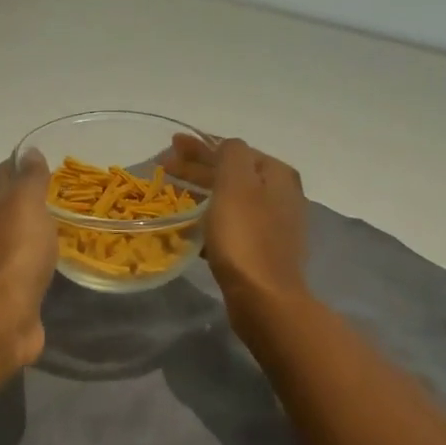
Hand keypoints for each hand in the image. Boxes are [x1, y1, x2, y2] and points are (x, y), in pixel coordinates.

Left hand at [0, 149, 55, 368]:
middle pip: (7, 210)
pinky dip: (40, 260)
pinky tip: (56, 261)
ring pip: (18, 240)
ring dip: (33, 230)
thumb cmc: (17, 253)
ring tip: (63, 223)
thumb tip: (27, 151)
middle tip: (56, 190)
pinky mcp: (17, 295)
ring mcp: (4, 267)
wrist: (2, 317)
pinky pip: (30, 269)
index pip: (2, 179)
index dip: (14, 166)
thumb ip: (29, 180)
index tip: (33, 157)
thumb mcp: (26, 206)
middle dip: (25, 198)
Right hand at [162, 135, 308, 307]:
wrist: (264, 299)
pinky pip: (231, 224)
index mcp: (276, 174)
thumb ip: (231, 153)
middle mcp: (281, 195)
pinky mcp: (263, 250)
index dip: (199, 146)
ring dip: (201, 193)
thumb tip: (226, 146)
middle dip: (197, 167)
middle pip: (232, 172)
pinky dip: (210, 219)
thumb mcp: (236, 182)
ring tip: (173, 194)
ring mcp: (274, 224)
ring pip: (230, 198)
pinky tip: (189, 226)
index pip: (232, 149)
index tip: (170, 147)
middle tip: (164, 168)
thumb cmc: (245, 235)